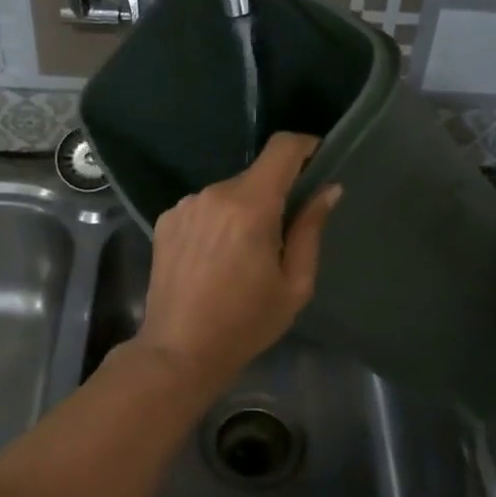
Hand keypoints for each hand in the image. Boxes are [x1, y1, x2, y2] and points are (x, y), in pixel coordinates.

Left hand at [133, 133, 342, 394]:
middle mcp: (214, 194)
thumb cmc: (245, 323)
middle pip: (256, 175)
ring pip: (229, 193)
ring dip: (244, 210)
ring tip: (244, 255)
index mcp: (250, 206)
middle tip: (283, 235)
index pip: (282, 148)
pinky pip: (205, 207)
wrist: (178, 351)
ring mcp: (185, 205)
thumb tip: (328, 188)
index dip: (305, 146)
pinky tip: (215, 259)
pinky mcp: (167, 219)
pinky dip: (218, 221)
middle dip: (275, 195)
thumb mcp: (294, 284)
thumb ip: (311, 229)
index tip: (318, 162)